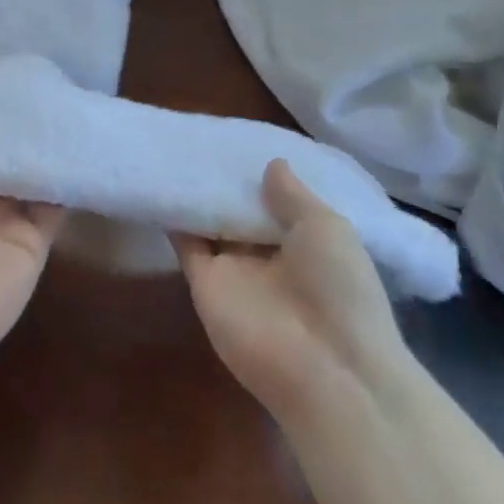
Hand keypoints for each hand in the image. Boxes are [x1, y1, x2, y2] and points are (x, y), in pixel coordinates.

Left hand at [0, 107, 65, 373]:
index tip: (0, 99)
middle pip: (0, 170)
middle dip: (15, 143)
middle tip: (38, 100)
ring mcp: (6, 227)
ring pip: (28, 185)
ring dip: (41, 160)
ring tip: (61, 118)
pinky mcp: (35, 244)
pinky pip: (52, 209)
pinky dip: (62, 186)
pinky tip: (75, 154)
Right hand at [174, 160, 408, 418]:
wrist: (325, 368)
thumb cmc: (340, 290)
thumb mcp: (327, 228)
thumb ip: (294, 196)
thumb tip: (273, 163)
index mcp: (305, 241)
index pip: (276, 202)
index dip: (260, 176)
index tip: (239, 140)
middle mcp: (268, 254)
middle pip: (240, 211)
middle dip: (225, 181)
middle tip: (200, 135)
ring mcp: (234, 270)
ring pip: (210, 224)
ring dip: (196, 196)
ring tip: (176, 149)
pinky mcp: (204, 283)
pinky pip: (186, 244)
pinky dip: (174, 218)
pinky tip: (163, 181)